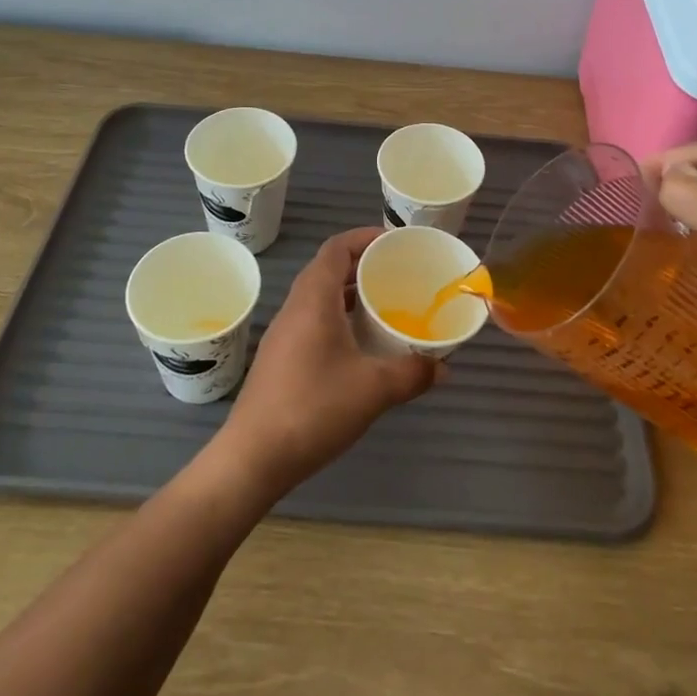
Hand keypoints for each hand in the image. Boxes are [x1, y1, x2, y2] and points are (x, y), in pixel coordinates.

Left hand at [214, 228, 436, 501]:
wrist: (253, 458)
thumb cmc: (313, 409)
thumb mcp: (373, 389)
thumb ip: (412, 373)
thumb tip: (443, 367)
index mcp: (313, 299)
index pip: (337, 248)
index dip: (365, 237)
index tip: (395, 242)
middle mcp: (295, 307)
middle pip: (328, 268)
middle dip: (363, 265)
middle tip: (398, 273)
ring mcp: (284, 334)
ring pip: (320, 297)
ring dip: (350, 293)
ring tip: (385, 304)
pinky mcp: (281, 358)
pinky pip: (313, 320)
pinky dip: (339, 318)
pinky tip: (360, 344)